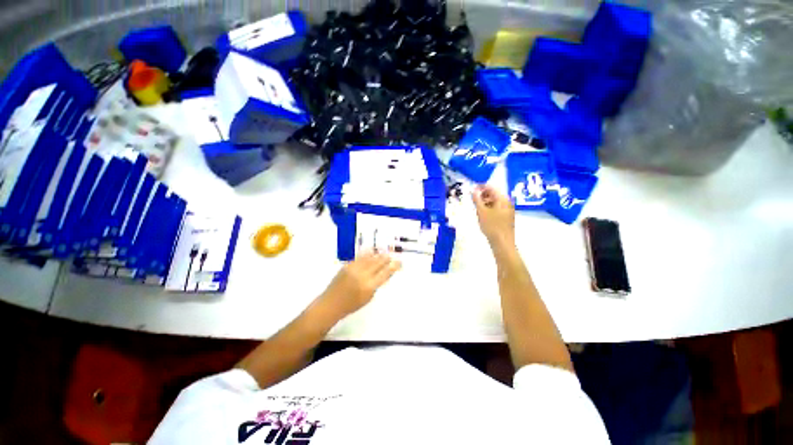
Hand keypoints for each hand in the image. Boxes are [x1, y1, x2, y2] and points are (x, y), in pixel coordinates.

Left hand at [320, 251, 400, 316]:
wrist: (331, 303)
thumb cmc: (351, 305)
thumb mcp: (368, 297)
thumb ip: (377, 284)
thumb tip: (384, 273)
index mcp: (369, 286)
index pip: (385, 273)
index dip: (394, 266)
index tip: (399, 262)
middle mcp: (363, 275)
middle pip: (378, 263)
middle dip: (386, 258)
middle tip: (392, 255)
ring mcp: (354, 268)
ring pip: (370, 257)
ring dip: (378, 254)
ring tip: (384, 251)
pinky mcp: (347, 265)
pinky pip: (360, 256)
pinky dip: (367, 253)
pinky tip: (372, 250)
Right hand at [472, 184, 515, 250]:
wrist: (502, 243)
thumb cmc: (492, 226)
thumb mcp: (482, 212)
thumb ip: (477, 200)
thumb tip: (473, 190)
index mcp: (502, 199)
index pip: (491, 187)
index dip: (481, 187)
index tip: (471, 189)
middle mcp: (507, 203)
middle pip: (493, 194)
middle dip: (482, 195)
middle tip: (472, 199)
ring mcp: (507, 211)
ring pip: (494, 202)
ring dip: (484, 202)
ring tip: (475, 207)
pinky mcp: (505, 218)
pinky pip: (496, 209)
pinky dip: (488, 208)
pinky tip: (482, 214)